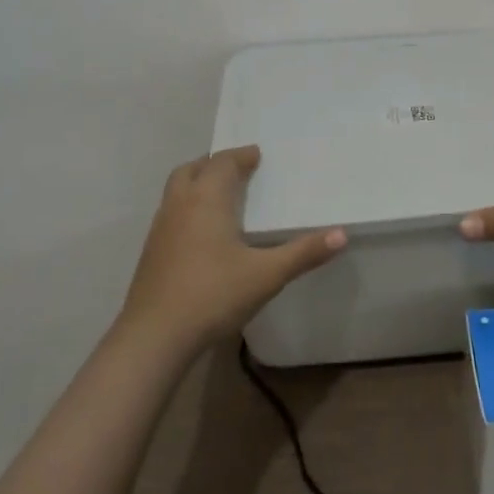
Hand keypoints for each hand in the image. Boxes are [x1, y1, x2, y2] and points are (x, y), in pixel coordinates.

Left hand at [120, 146, 346, 350]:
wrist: (154, 337)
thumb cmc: (213, 295)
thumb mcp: (267, 275)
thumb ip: (304, 253)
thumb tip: (342, 234)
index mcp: (207, 199)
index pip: (222, 163)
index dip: (240, 156)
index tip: (256, 156)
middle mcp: (180, 205)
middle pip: (192, 169)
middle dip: (214, 165)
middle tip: (236, 170)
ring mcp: (160, 229)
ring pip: (176, 191)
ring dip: (197, 185)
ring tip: (220, 198)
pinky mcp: (150, 254)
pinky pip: (170, 214)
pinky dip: (187, 209)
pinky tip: (202, 235)